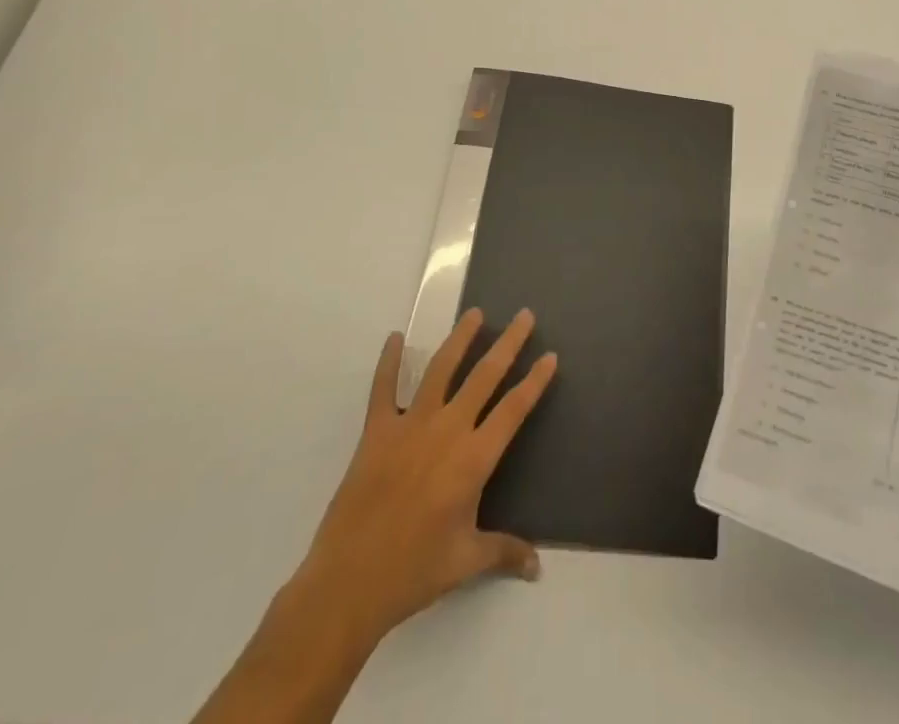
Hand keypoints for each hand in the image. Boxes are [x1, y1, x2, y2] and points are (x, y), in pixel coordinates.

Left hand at [297, 307, 558, 648]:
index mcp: (474, 459)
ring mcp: (410, 426)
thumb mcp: (466, 562)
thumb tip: (538, 567)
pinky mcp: (377, 431)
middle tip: (524, 315)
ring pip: (441, 370)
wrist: (348, 584)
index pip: (514, 410)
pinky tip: (395, 338)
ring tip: (475, 313)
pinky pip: (384, 388)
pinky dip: (389, 362)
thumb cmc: (413, 573)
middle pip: (485, 376)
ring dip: (460, 339)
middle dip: (508, 344)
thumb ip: (504, 553)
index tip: (550, 355)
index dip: (534, 381)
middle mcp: (447, 430)